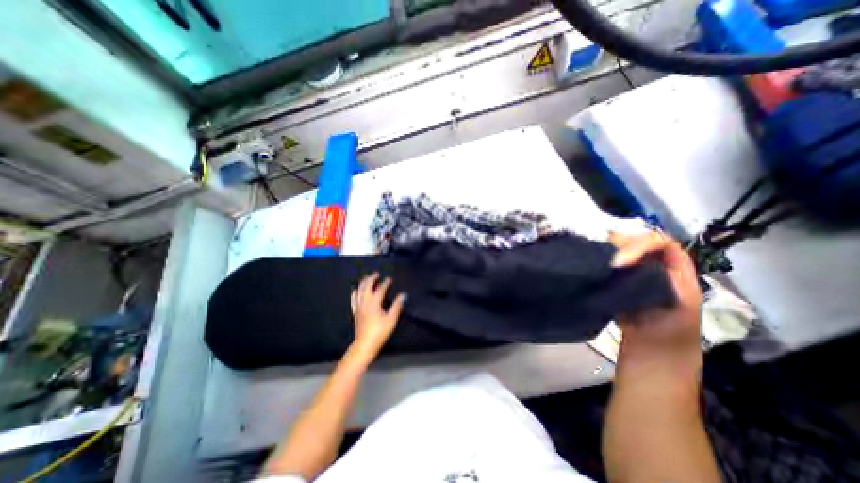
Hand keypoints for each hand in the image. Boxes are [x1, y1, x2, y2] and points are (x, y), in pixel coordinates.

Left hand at [347, 274, 404, 359]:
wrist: (364, 345)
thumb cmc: (379, 332)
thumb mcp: (391, 319)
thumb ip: (397, 306)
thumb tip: (403, 295)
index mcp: (374, 303)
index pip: (380, 289)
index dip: (385, 283)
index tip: (390, 279)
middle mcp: (365, 302)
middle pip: (367, 286)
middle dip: (371, 279)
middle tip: (376, 274)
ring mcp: (359, 307)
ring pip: (359, 291)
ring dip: (363, 283)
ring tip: (366, 278)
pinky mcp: (355, 312)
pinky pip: (353, 299)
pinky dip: (355, 292)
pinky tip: (355, 290)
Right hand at [606, 232, 701, 367]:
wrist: (652, 353)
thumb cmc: (669, 333)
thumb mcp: (676, 304)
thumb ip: (660, 279)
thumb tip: (627, 260)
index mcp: (677, 271)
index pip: (662, 244)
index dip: (642, 244)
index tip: (620, 259)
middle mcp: (657, 268)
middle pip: (641, 243)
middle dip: (622, 243)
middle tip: (602, 251)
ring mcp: (637, 274)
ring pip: (624, 252)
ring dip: (611, 250)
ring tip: (596, 254)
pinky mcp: (620, 281)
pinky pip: (612, 264)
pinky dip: (602, 260)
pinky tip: (594, 262)